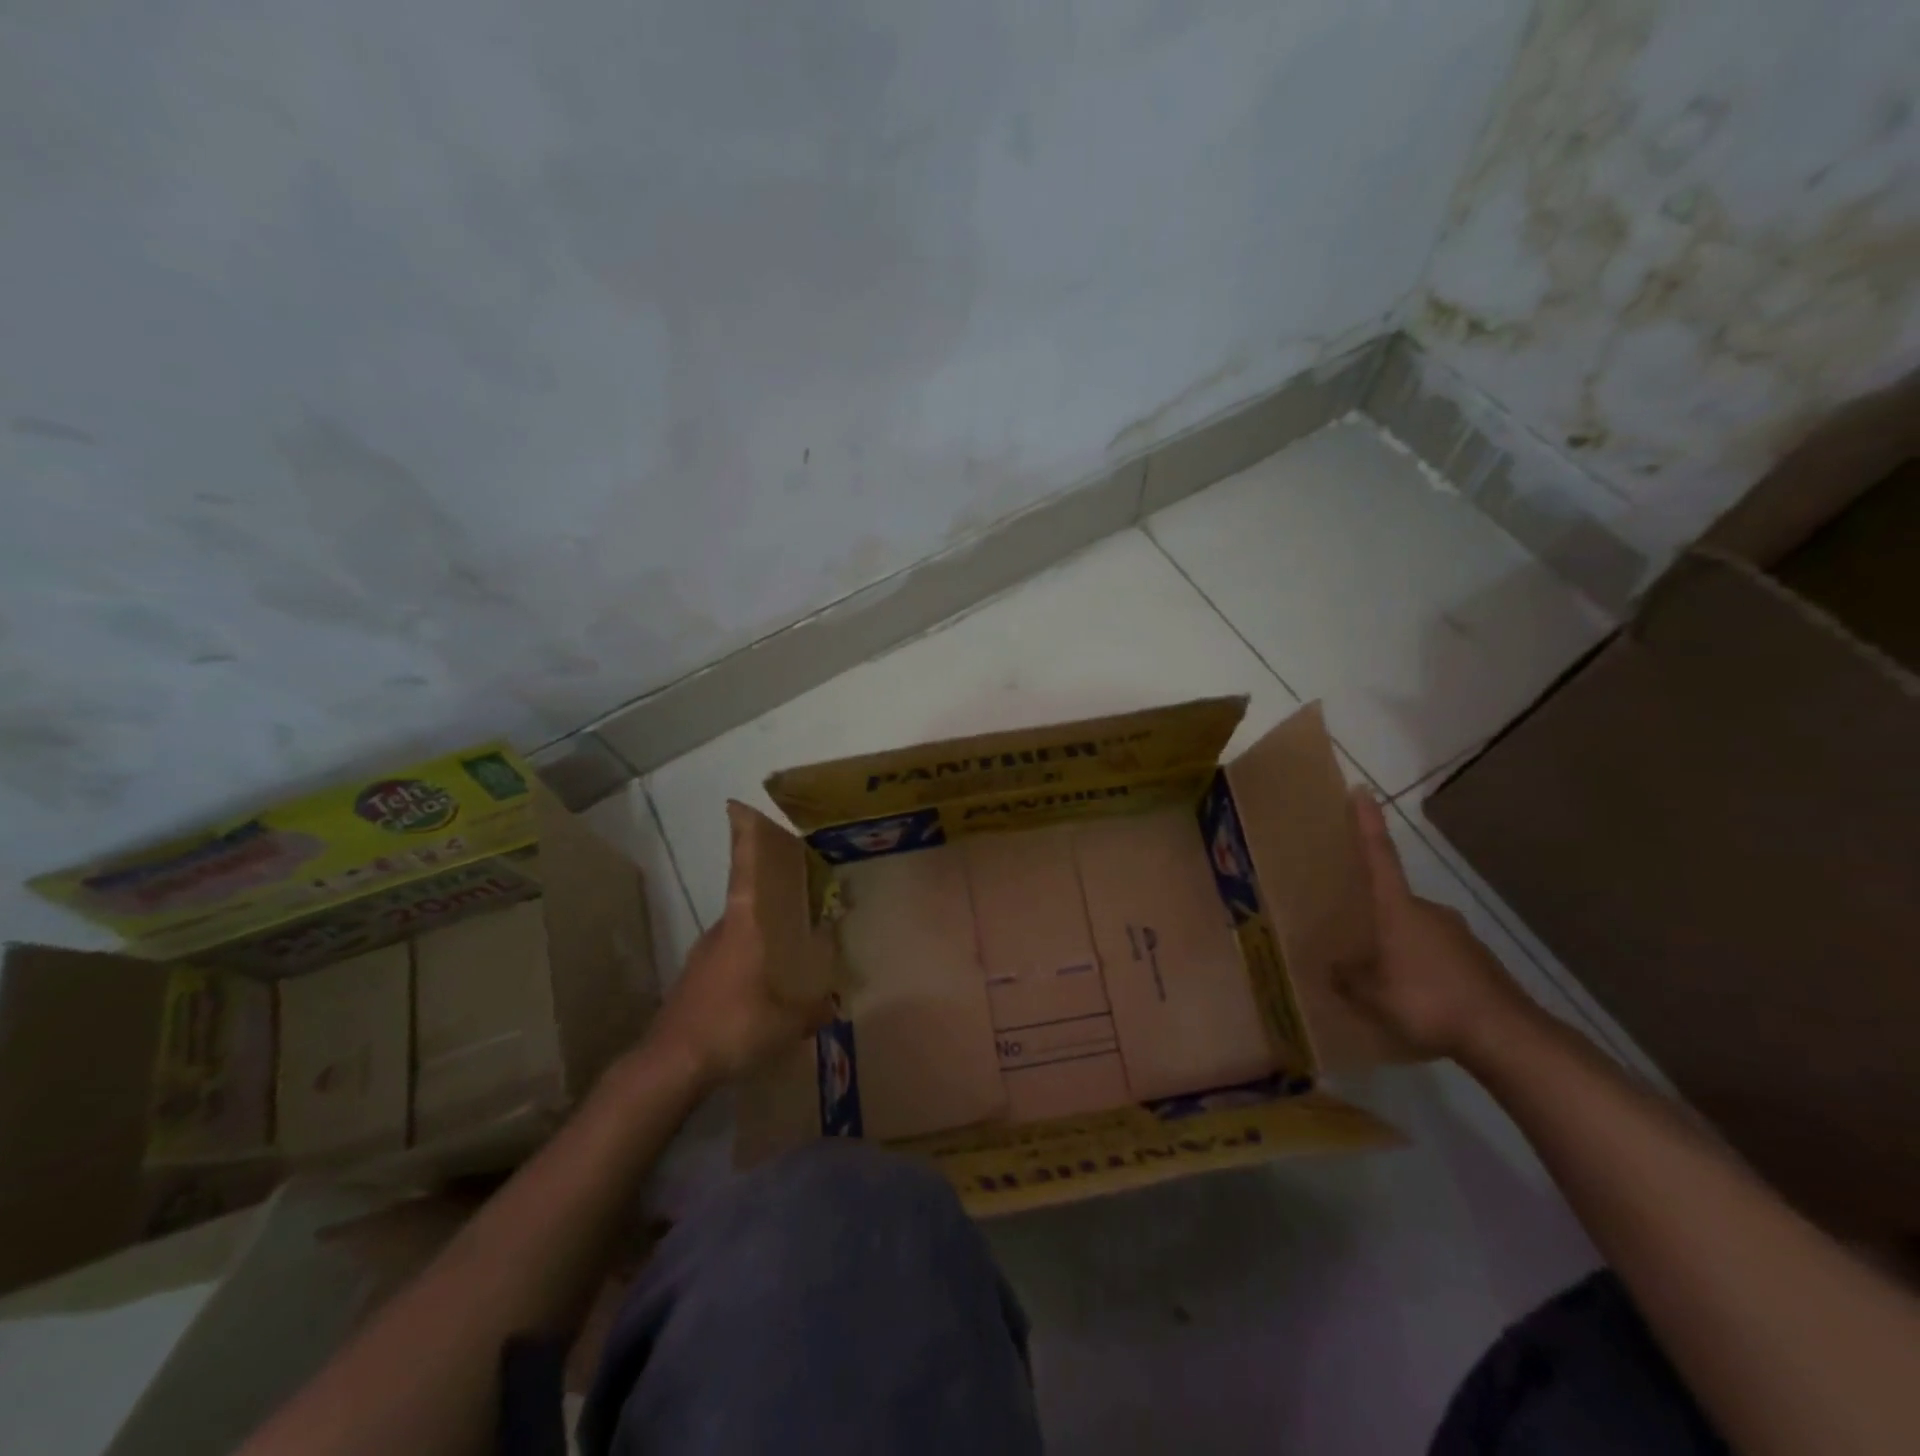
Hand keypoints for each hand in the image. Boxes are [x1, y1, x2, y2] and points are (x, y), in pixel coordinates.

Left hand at [645, 803, 836, 1089]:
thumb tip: (834, 1005)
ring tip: (788, 942)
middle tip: (801, 891)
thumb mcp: (787, 1022)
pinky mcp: (694, 981)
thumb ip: (814, 1009)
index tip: (738, 808)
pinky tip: (761, 984)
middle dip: (771, 892)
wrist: (670, 1064)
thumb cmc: (733, 1026)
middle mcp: (721, 932)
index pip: (745, 872)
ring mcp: (703, 956)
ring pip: (739, 931)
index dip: (744, 840)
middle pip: (747, 899)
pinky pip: (729, 957)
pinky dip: (747, 958)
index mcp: (744, 927)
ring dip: (760, 930)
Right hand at [1336, 787, 1533, 1060]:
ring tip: (1382, 978)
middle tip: (1354, 938)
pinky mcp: (1478, 961)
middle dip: (1375, 915)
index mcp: (1399, 909)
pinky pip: (1437, 956)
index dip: (1367, 823)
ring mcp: (1458, 935)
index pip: (1379, 855)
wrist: (1505, 1035)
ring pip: (1416, 931)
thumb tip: (1334, 968)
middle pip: (1394, 901)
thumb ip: (1348, 978)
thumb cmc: (1427, 1000)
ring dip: (1398, 946)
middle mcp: (1429, 911)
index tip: (1361, 790)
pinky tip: (1415, 998)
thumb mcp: (1371, 995)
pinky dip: (1422, 968)